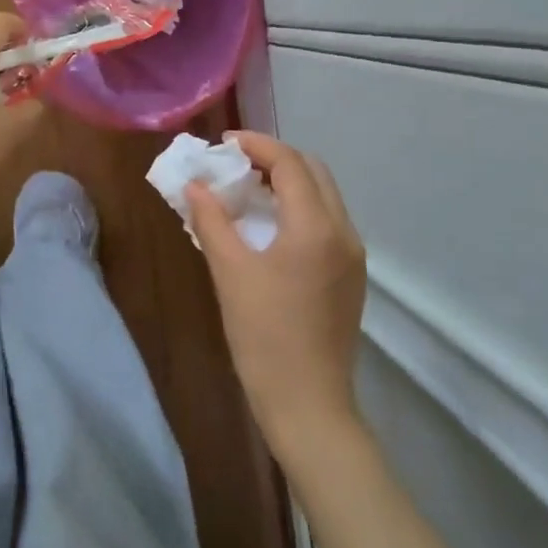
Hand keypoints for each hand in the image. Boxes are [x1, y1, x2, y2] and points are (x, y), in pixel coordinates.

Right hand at [187, 133, 367, 455]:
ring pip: (323, 196)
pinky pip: (326, 221)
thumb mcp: (229, 272)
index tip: (224, 143)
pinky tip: (269, 225)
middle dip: (275, 158)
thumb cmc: (264, 336)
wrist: (308, 404)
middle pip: (313, 171)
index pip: (290, 163)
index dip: (256, 145)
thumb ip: (211, 220)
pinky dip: (298, 207)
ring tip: (247, 189)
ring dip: (288, 182)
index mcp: (316, 227)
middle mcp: (343, 232)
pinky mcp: (350, 276)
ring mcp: (352, 256)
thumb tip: (195, 186)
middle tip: (235, 163)